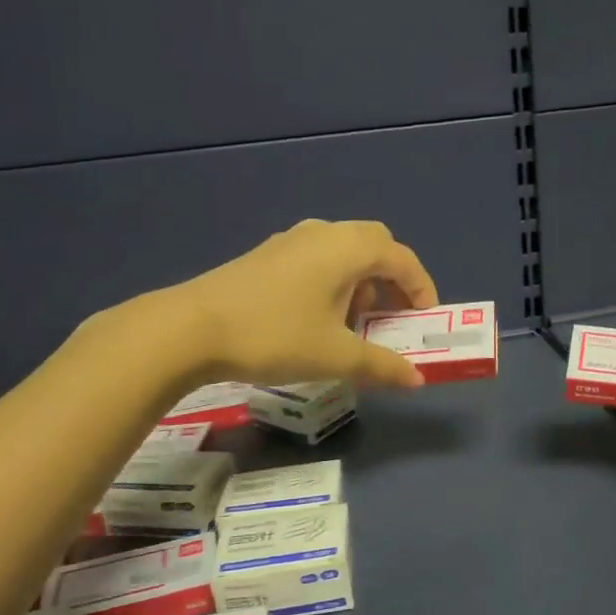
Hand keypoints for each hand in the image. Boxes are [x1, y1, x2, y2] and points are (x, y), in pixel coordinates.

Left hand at [126, 220, 439, 390]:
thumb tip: (417, 380)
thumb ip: (382, 366)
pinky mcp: (267, 255)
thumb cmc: (275, 336)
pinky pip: (317, 260)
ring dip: (362, 282)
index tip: (426, 321)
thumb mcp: (335, 357)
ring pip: (344, 252)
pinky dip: (334, 282)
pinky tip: (317, 318)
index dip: (422, 289)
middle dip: (393, 281)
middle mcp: (323, 234)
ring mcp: (291, 241)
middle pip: (375, 245)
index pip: (402, 259)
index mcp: (348, 248)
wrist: (190, 329)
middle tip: (393, 318)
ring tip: (355, 324)